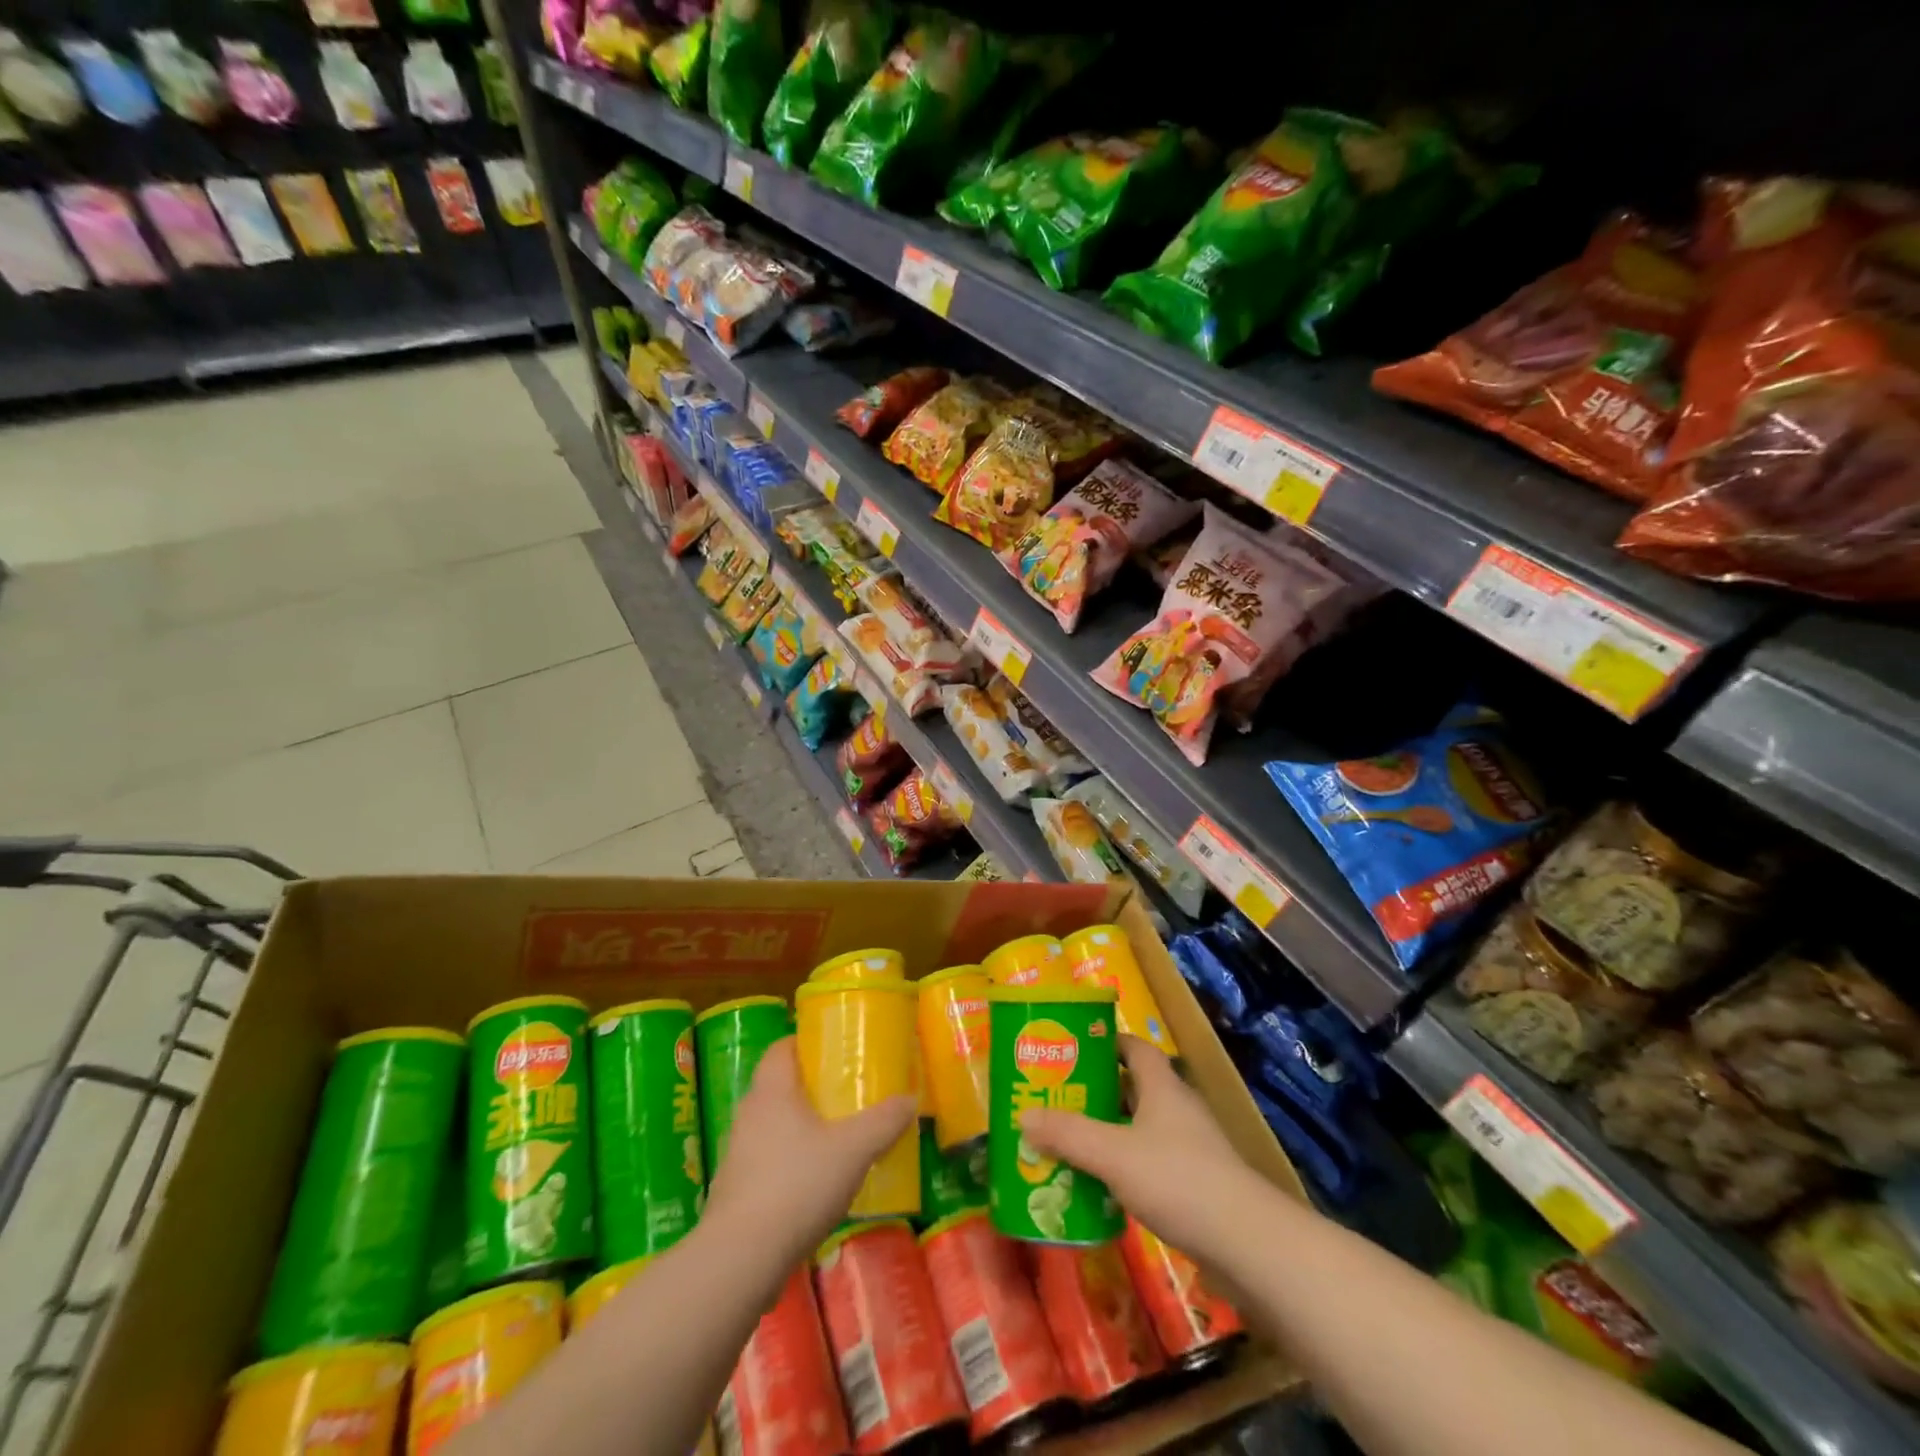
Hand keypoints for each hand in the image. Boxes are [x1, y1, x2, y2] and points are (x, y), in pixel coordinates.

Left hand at [704, 1038, 915, 1268]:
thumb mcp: (853, 1150)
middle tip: (845, 1094)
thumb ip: (884, 1122)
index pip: (782, 1048)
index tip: (834, 1050)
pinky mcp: (735, 1191)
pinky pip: (766, 1162)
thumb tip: (910, 1099)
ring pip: (773, 1126)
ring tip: (836, 1140)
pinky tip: (814, 1185)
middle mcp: (749, 1114)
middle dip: (810, 1088)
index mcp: (772, 1090)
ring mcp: (737, 1154)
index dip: (806, 1044)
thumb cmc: (797, 1185)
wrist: (740, 1259)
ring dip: (800, 1128)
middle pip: (779, 1086)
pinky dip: (789, 1164)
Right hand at [1019, 1036, 1256, 1262]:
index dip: (1104, 1042)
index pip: (1134, 1047)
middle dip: (1097, 1091)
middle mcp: (1177, 1108)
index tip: (1072, 1049)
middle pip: (1133, 1087)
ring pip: (1140, 1127)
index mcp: (1162, 1085)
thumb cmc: (1177, 1179)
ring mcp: (1190, 1147)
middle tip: (1058, 1099)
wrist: (1246, 1242)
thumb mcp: (1113, 1154)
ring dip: (1108, 1132)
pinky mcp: (1195, 1183)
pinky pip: (1150, 1162)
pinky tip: (1101, 1187)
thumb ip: (1068, 1134)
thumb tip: (1023, 1115)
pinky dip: (1124, 1167)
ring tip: (1069, 1142)